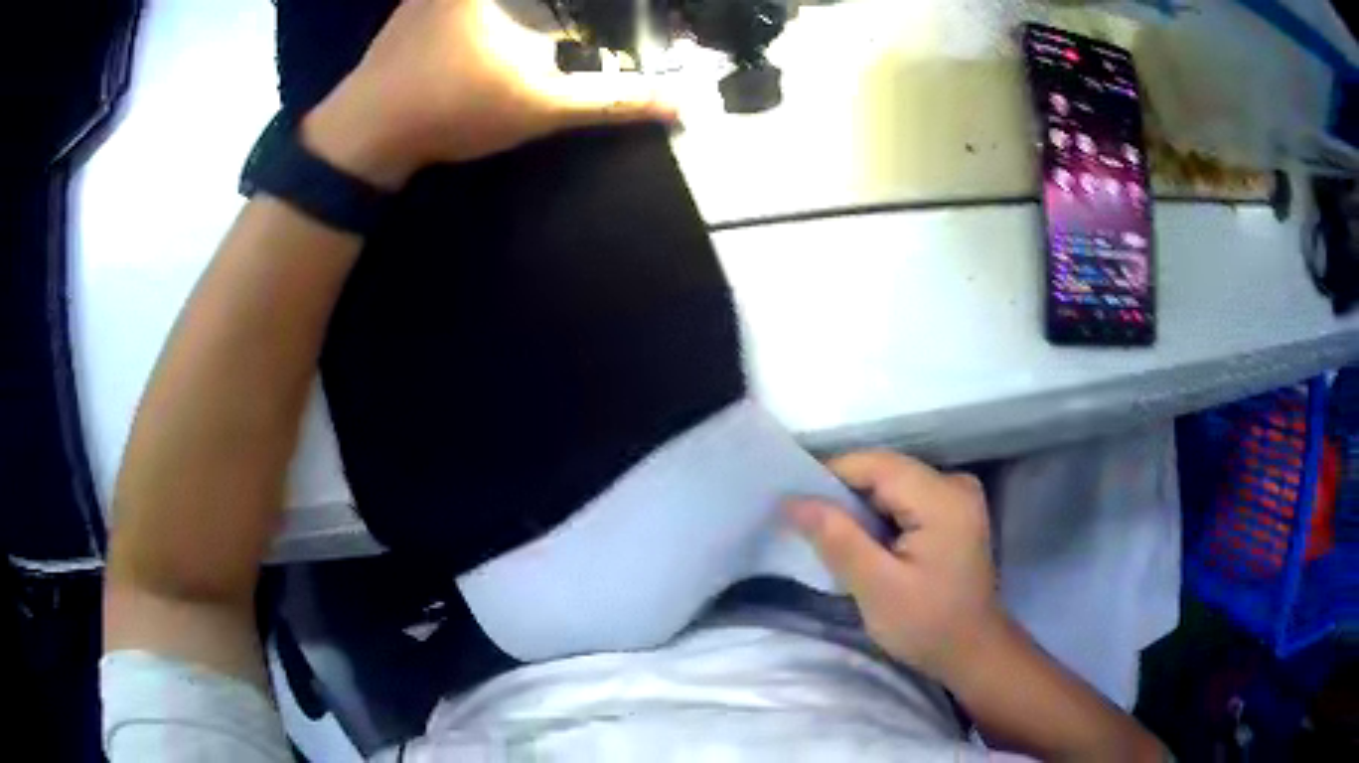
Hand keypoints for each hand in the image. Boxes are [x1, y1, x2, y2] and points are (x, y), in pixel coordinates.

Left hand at [301, 0, 676, 187]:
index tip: (575, 40)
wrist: (363, 136)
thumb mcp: (540, 104)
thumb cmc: (449, 108)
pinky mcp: (416, 6)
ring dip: (529, 4)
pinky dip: (493, 6)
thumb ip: (611, 99)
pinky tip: (507, 18)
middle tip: (580, 12)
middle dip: (559, 5)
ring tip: (545, 14)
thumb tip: (681, 103)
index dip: (589, 0)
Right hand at [786, 451, 1005, 685]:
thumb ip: (837, 539)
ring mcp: (957, 496)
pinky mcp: (954, 512)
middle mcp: (954, 483)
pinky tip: (865, 544)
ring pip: (892, 485)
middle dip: (844, 495)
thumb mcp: (876, 588)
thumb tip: (792, 500)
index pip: (875, 464)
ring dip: (860, 507)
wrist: (972, 651)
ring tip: (831, 538)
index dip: (830, 475)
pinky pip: (905, 499)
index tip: (794, 505)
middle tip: (807, 527)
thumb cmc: (927, 624)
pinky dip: (879, 517)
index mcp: (942, 497)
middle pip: (885, 471)